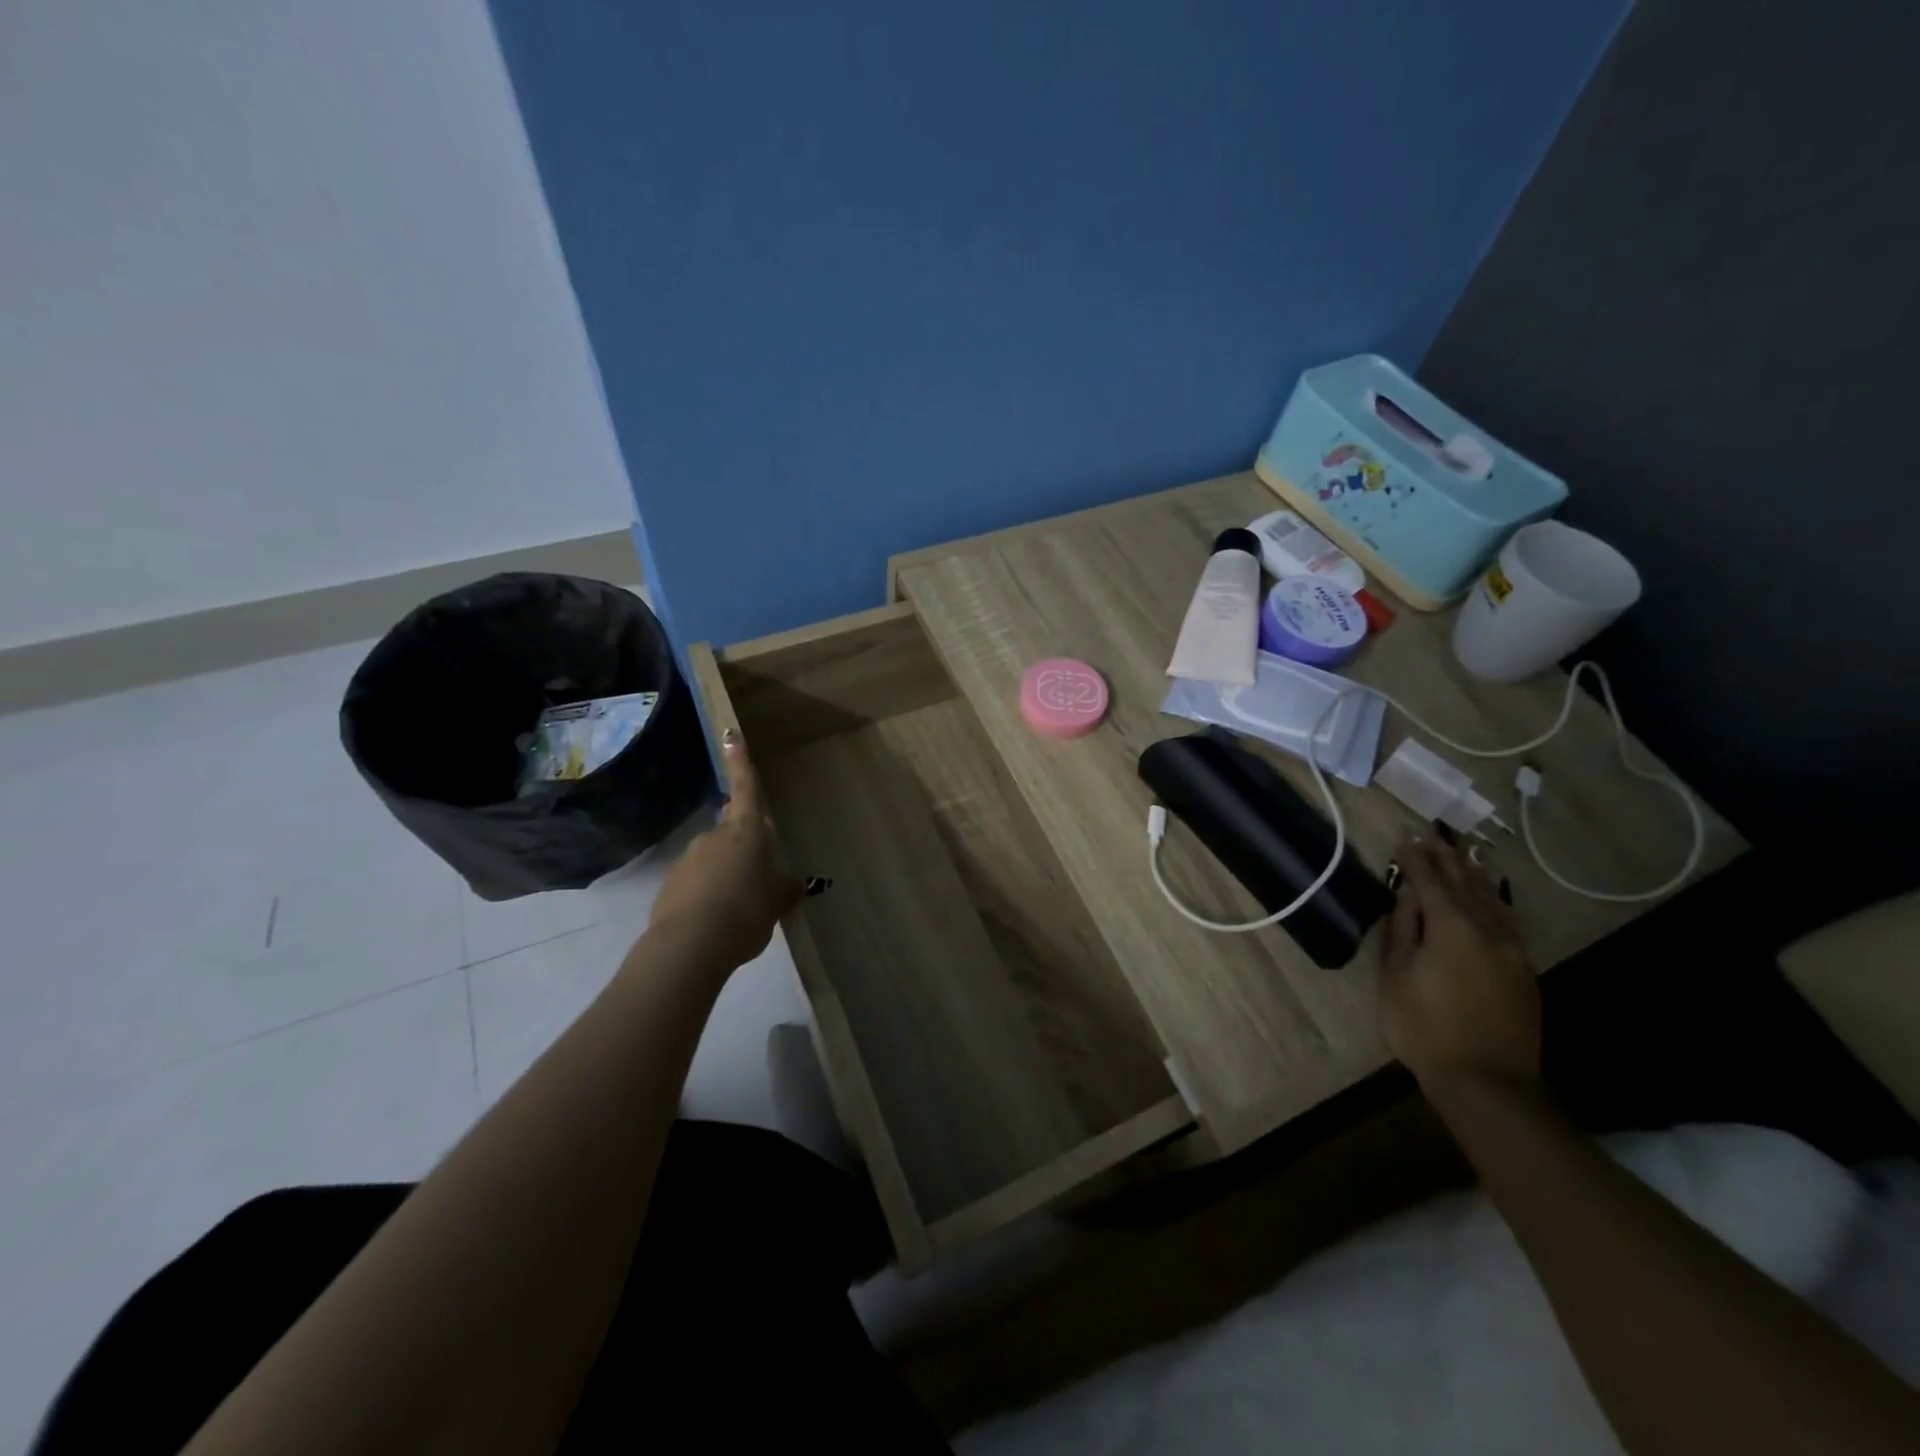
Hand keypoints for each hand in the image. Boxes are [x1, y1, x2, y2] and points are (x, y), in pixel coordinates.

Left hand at [649, 731, 801, 970]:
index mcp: (746, 832)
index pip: (746, 788)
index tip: (731, 734)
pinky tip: (716, 921)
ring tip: (738, 911)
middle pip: (733, 833)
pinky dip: (707, 896)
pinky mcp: (670, 885)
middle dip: (744, 851)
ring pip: (713, 860)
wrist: (690, 946)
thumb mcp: (777, 902)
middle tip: (758, 882)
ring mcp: (688, 859)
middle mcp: (714, 837)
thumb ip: (786, 889)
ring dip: (725, 876)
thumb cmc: (746, 912)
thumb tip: (796, 883)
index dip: (741, 762)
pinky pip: (696, 884)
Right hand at [1378, 839, 1539, 1092]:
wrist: (1486, 1080)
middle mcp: (1487, 929)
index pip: (1430, 882)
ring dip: (1474, 875)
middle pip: (1466, 884)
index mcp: (1451, 927)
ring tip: (1463, 855)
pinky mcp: (1524, 970)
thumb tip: (1407, 898)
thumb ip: (1402, 930)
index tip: (1405, 838)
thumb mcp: (1396, 976)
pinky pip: (1508, 920)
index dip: (1416, 859)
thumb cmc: (1424, 1026)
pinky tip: (1491, 897)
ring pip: (1492, 900)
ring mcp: (1512, 950)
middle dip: (1447, 859)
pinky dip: (1495, 900)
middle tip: (1433, 837)